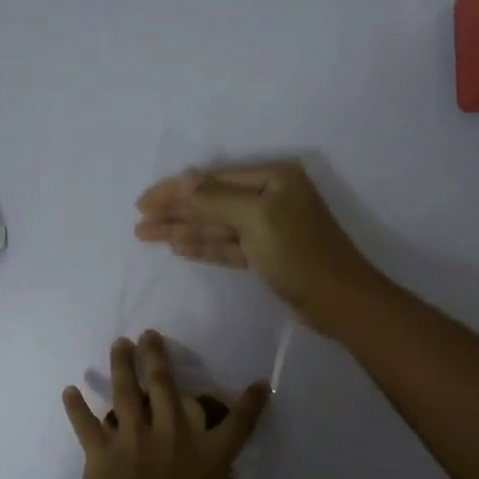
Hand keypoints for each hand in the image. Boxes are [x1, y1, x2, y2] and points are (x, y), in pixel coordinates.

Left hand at [62, 331, 327, 478]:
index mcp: (208, 459)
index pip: (239, 422)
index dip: (251, 401)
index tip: (258, 382)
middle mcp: (171, 438)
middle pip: (167, 387)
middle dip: (160, 358)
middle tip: (152, 333)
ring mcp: (132, 442)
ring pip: (126, 393)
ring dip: (122, 366)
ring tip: (120, 343)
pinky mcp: (99, 455)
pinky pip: (86, 425)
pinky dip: (77, 408)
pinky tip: (69, 391)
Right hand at [134, 160, 381, 333]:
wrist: (339, 301)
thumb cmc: (299, 254)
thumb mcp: (256, 219)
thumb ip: (216, 199)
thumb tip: (183, 182)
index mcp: (273, 177)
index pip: (213, 179)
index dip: (176, 190)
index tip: (143, 202)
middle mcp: (270, 196)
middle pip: (212, 201)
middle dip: (176, 211)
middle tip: (139, 222)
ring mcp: (269, 226)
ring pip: (217, 225)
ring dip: (184, 230)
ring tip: (147, 235)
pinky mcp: (267, 254)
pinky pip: (228, 245)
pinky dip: (204, 246)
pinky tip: (179, 247)